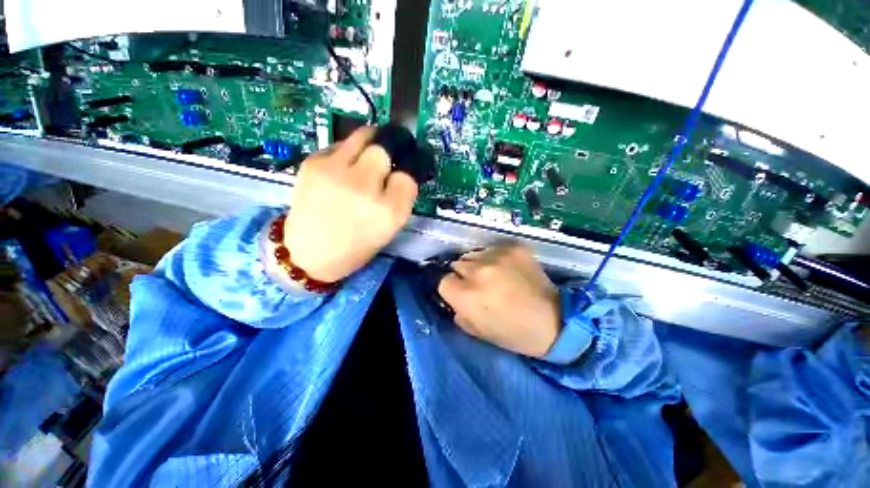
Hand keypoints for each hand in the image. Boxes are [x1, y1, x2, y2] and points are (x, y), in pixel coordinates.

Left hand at [283, 127, 417, 282]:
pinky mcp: (313, 163)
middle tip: (393, 151)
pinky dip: (350, 151)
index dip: (409, 170)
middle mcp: (365, 188)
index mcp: (389, 212)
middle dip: (393, 146)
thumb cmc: (356, 247)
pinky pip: (341, 145)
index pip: (408, 176)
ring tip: (372, 150)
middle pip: (386, 149)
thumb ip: (400, 199)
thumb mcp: (389, 229)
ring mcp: (336, 172)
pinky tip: (345, 167)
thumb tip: (403, 171)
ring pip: (364, 136)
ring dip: (373, 140)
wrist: (307, 254)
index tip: (406, 170)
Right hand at [438, 244, 561, 357]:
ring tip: (494, 275)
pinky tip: (508, 268)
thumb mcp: (476, 330)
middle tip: (479, 285)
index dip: (452, 288)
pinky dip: (496, 258)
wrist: (554, 321)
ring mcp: (497, 256)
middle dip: (464, 275)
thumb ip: (457, 310)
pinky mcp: (514, 248)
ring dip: (478, 265)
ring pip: (473, 254)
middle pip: (457, 264)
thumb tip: (453, 293)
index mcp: (466, 295)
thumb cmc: (512, 332)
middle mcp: (478, 271)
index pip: (444, 281)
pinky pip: (493, 249)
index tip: (462, 293)